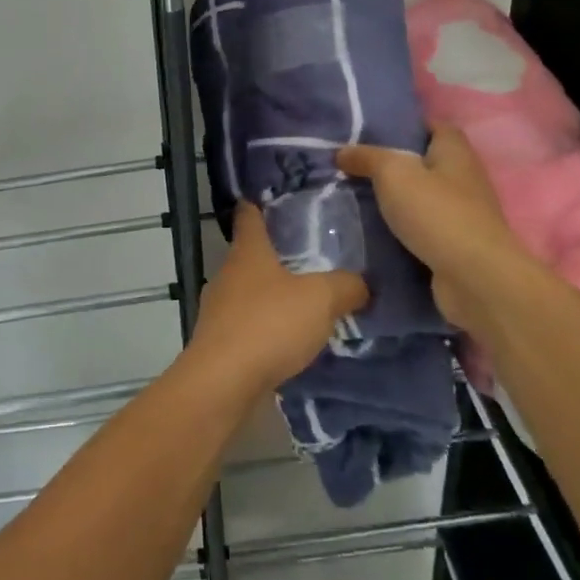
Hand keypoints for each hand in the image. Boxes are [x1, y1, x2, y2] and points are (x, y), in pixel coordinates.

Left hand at [188, 204, 367, 398]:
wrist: (223, 381)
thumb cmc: (269, 325)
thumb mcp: (320, 299)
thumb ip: (345, 286)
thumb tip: (362, 284)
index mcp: (248, 251)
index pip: (249, 215)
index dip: (258, 204)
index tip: (271, 197)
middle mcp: (228, 273)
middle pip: (249, 254)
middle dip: (274, 254)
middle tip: (308, 255)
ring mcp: (218, 308)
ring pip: (247, 291)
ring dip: (270, 294)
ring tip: (302, 301)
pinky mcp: (218, 341)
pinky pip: (246, 324)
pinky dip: (264, 326)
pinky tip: (286, 340)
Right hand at [338, 128, 528, 316]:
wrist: (475, 278)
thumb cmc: (437, 213)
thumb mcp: (393, 173)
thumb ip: (367, 157)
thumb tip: (342, 152)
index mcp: (455, 152)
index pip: (436, 127)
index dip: (409, 125)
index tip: (377, 132)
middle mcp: (465, 179)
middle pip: (428, 163)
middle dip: (397, 165)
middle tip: (357, 166)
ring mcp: (464, 215)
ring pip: (424, 198)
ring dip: (398, 200)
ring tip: (358, 198)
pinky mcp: (457, 246)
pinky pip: (424, 229)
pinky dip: (404, 230)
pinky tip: (375, 232)